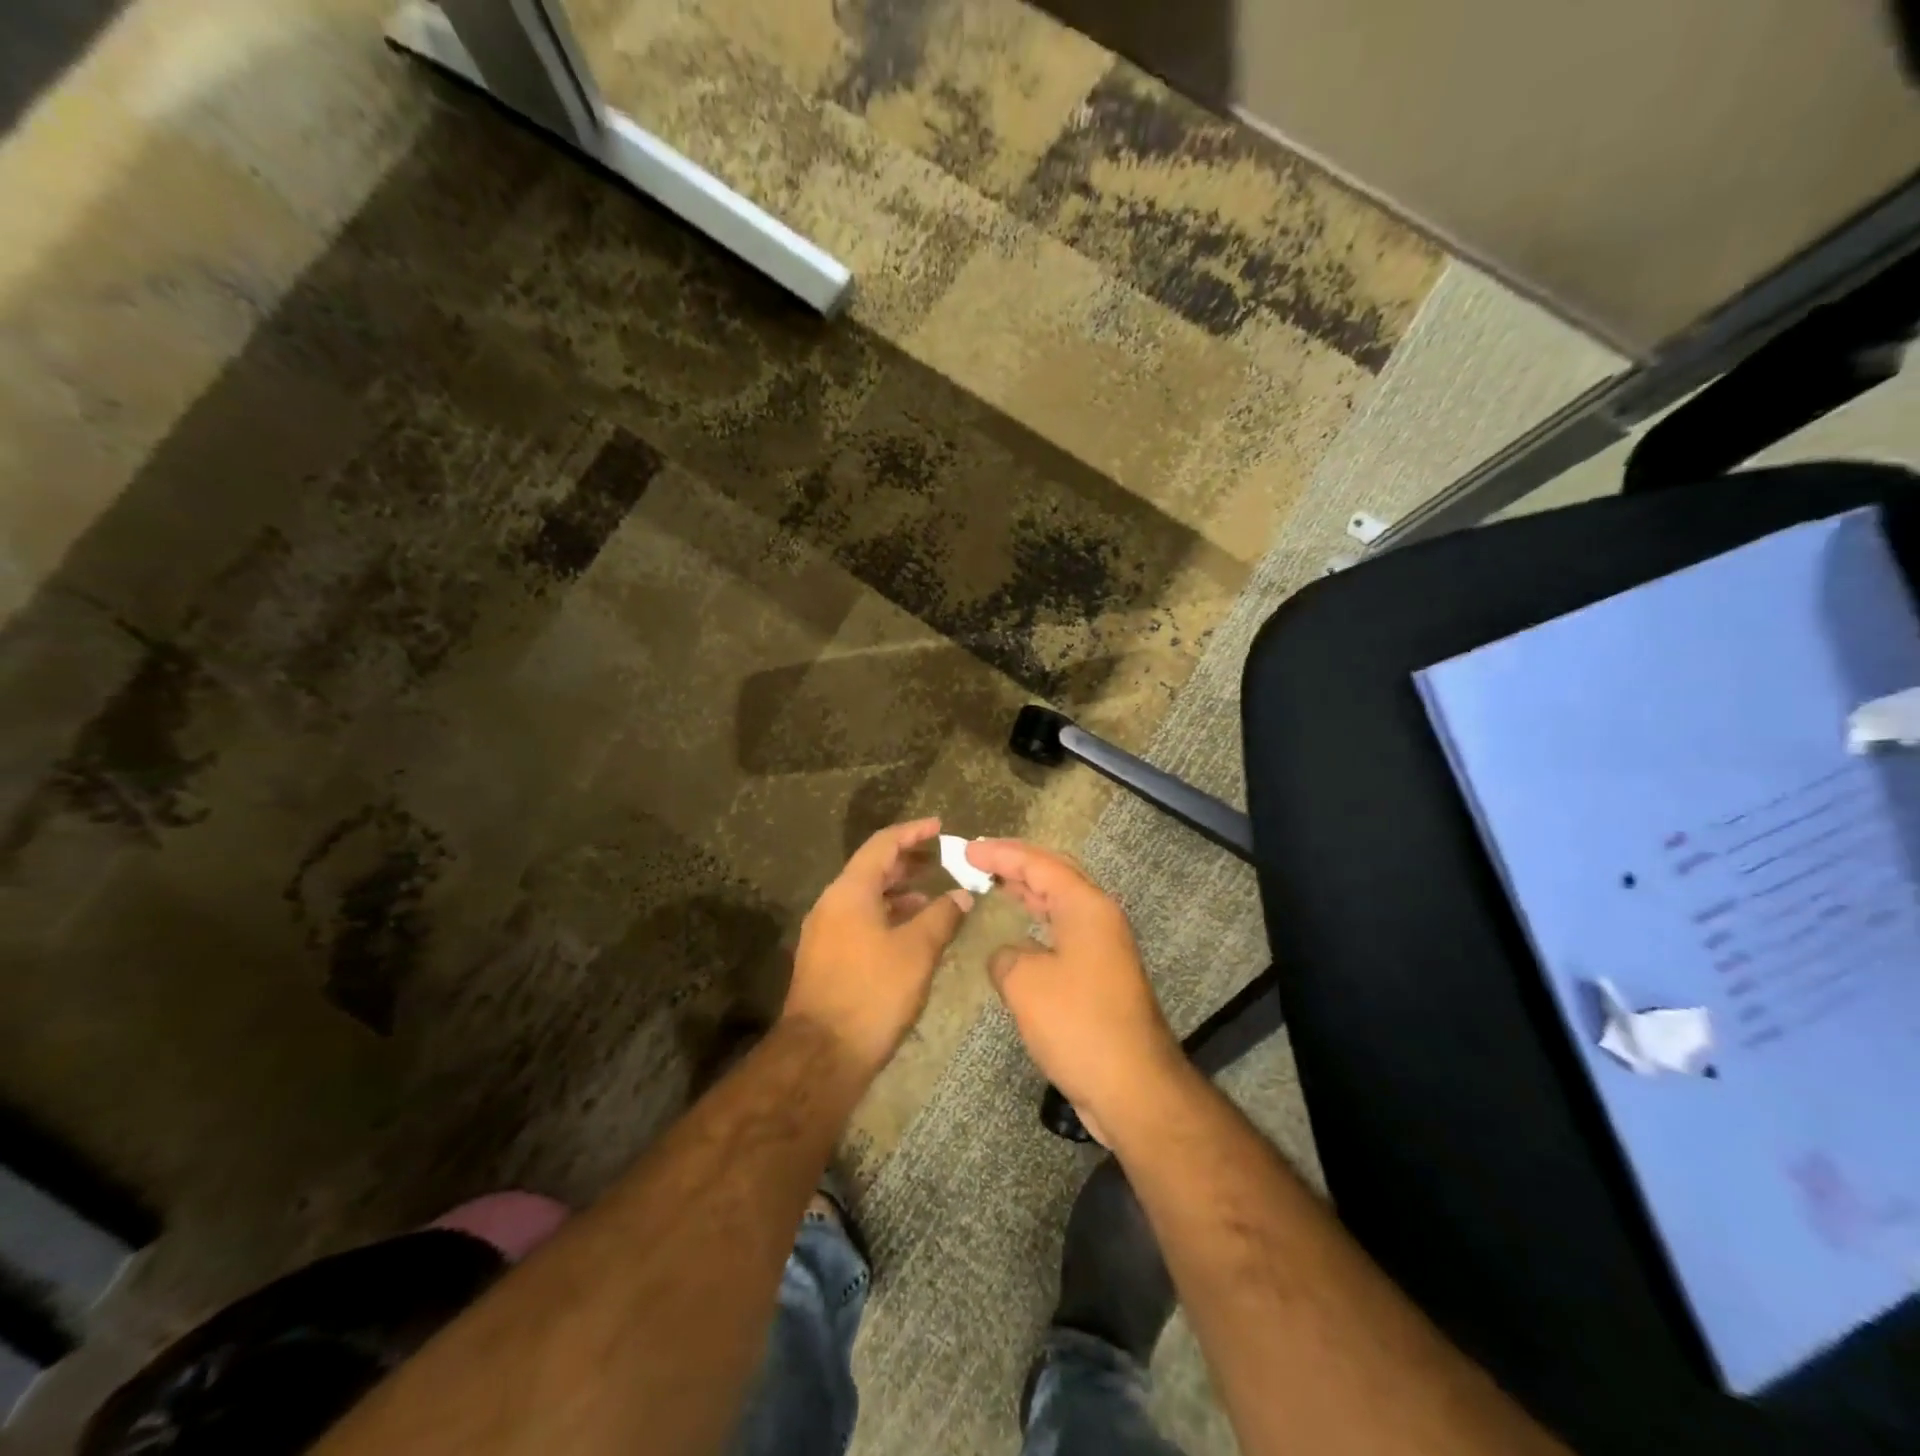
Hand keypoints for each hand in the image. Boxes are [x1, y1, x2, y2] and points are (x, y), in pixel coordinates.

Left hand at [785, 819, 970, 1079]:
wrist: (822, 1054)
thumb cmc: (873, 992)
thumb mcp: (917, 951)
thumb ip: (942, 916)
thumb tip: (962, 895)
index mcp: (850, 892)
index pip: (883, 844)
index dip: (913, 832)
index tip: (940, 826)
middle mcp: (832, 904)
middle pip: (871, 868)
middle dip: (907, 862)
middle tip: (940, 859)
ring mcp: (825, 932)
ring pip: (865, 897)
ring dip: (898, 892)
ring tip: (932, 896)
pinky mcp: (826, 957)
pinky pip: (859, 920)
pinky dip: (886, 915)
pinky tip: (910, 932)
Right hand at [966, 840, 1184, 1141]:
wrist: (1133, 1086)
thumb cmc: (1078, 1024)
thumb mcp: (1025, 983)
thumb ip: (1006, 957)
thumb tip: (1009, 956)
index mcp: (1086, 906)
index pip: (1038, 863)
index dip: (1000, 853)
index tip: (967, 849)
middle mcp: (1100, 917)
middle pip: (1055, 875)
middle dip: (1017, 864)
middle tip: (979, 859)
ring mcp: (1104, 947)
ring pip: (1061, 904)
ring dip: (1029, 892)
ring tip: (995, 884)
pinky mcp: (1102, 975)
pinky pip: (1064, 932)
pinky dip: (1038, 923)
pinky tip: (1020, 935)